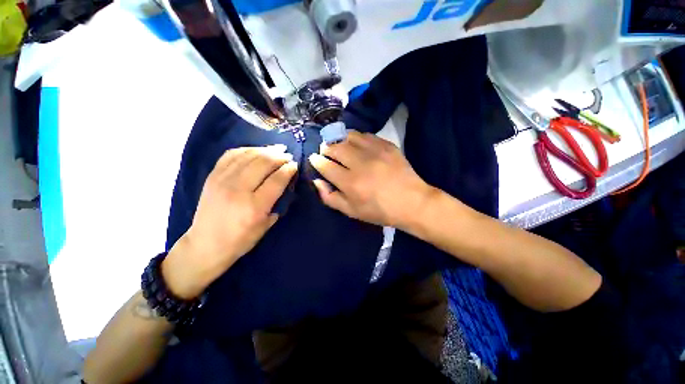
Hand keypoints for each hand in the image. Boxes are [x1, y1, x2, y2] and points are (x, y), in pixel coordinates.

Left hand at [163, 145, 297, 298]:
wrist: (205, 244)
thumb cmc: (241, 240)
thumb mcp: (266, 226)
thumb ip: (277, 203)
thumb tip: (286, 184)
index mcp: (254, 207)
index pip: (277, 180)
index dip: (289, 169)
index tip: (295, 165)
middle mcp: (238, 190)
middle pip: (263, 163)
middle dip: (279, 156)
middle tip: (288, 155)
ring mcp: (222, 181)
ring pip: (248, 156)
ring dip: (266, 150)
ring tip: (277, 149)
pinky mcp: (212, 176)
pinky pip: (231, 155)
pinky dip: (247, 150)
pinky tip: (256, 150)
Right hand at [308, 130, 435, 227]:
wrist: (411, 202)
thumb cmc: (379, 210)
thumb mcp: (351, 211)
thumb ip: (330, 197)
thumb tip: (317, 181)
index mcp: (350, 183)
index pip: (325, 165)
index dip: (316, 161)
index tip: (315, 159)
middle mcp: (360, 163)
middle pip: (334, 147)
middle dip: (325, 148)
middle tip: (325, 151)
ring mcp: (375, 151)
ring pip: (348, 136)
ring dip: (339, 139)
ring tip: (338, 145)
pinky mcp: (387, 145)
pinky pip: (365, 135)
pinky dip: (356, 137)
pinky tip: (356, 144)